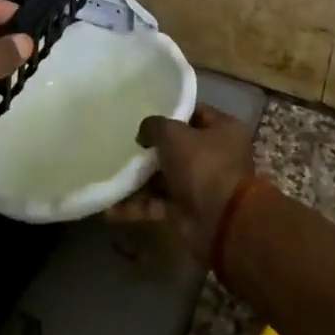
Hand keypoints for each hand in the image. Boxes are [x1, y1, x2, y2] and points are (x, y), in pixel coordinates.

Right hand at [107, 103, 256, 263]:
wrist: (221, 223)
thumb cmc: (202, 165)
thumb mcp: (173, 133)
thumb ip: (154, 126)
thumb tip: (144, 134)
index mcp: (224, 130)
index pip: (196, 113)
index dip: (171, 111)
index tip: (145, 111)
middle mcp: (216, 156)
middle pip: (179, 146)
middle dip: (152, 147)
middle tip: (125, 142)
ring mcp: (202, 186)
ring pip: (166, 177)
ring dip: (140, 178)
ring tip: (111, 172)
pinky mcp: (188, 212)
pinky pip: (158, 204)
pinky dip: (137, 207)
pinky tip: (110, 208)